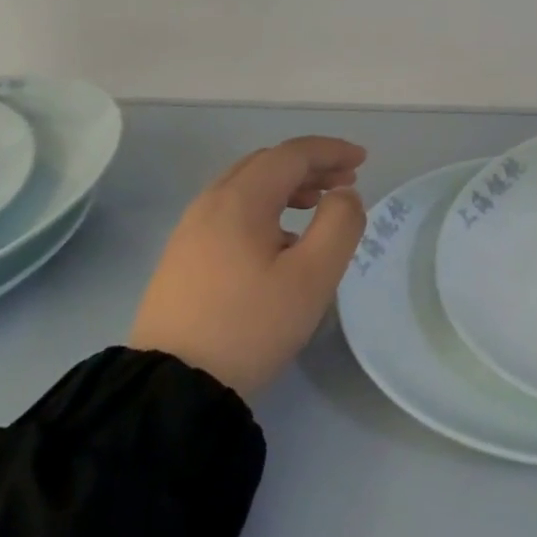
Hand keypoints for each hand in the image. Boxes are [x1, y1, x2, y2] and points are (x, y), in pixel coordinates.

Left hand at [129, 136, 367, 400]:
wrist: (173, 385)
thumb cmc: (251, 325)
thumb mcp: (312, 277)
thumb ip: (339, 225)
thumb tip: (344, 195)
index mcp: (240, 199)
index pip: (292, 154)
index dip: (331, 151)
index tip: (363, 160)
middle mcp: (210, 202)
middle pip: (266, 164)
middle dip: (310, 165)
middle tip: (346, 181)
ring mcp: (190, 230)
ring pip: (246, 187)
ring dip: (287, 185)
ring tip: (317, 203)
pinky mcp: (183, 256)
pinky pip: (231, 211)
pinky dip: (265, 207)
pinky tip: (280, 238)